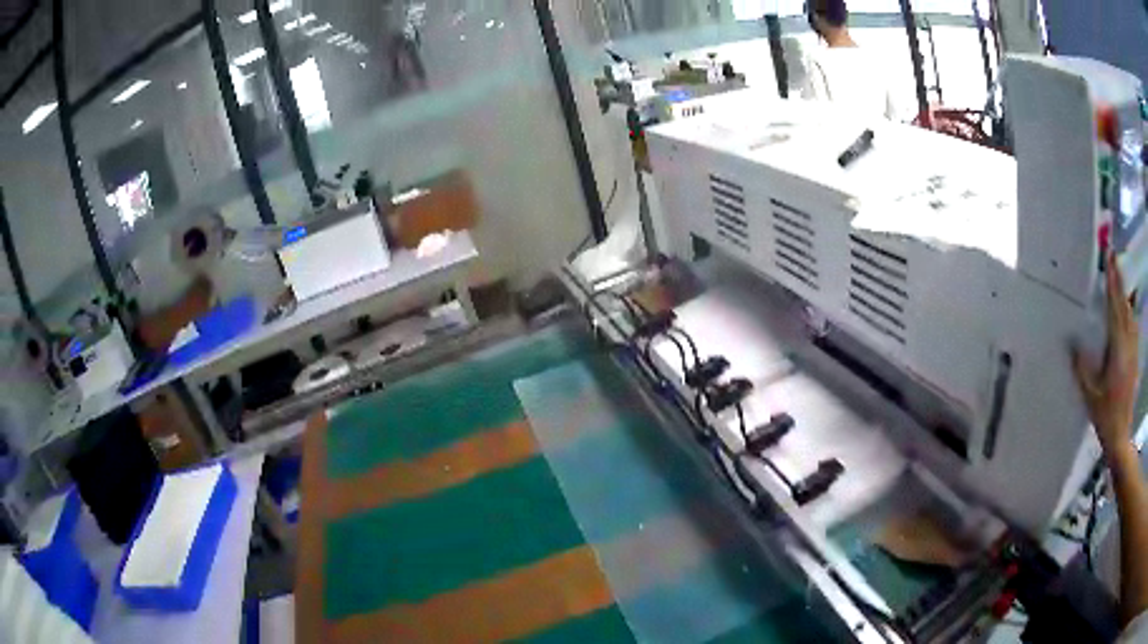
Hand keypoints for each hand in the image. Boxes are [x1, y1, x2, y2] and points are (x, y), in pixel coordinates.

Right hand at [1073, 250, 1139, 462]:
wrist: (1121, 437)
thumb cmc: (1106, 417)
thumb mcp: (1090, 396)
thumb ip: (1082, 369)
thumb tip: (1071, 343)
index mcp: (1117, 350)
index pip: (1115, 308)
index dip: (1112, 283)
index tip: (1110, 259)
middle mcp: (1127, 345)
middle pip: (1124, 306)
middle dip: (1120, 281)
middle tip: (1115, 258)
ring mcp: (1133, 352)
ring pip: (1131, 315)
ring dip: (1125, 295)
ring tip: (1121, 278)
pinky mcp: (1135, 359)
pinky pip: (1133, 328)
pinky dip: (1130, 312)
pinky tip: (1129, 309)